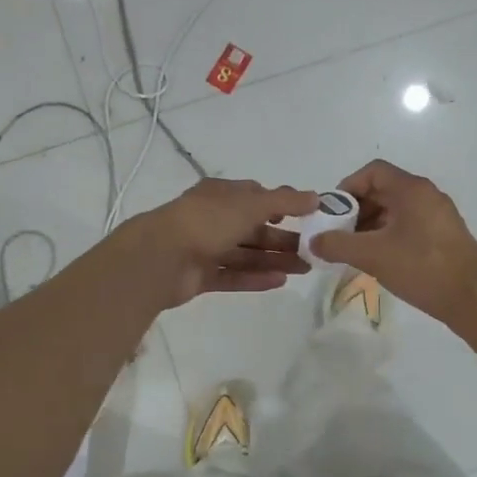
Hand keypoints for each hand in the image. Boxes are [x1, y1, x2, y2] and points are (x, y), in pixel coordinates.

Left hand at [122, 178, 320, 308]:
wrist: (161, 257)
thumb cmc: (208, 221)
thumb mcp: (251, 204)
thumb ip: (285, 201)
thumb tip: (316, 197)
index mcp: (221, 194)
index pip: (255, 196)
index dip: (281, 205)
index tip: (307, 216)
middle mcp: (213, 219)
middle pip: (254, 228)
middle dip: (282, 238)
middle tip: (313, 250)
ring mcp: (205, 248)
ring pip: (246, 254)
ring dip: (274, 260)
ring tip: (305, 268)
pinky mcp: (201, 276)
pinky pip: (233, 276)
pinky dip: (255, 278)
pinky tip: (280, 282)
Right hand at [309, 161, 476, 325]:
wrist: (473, 298)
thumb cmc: (422, 267)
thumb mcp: (373, 255)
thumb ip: (338, 245)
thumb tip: (313, 241)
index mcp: (412, 189)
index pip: (373, 172)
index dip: (347, 187)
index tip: (332, 213)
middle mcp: (426, 195)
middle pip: (383, 190)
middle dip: (356, 210)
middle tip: (338, 234)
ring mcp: (438, 216)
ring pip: (395, 210)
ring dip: (370, 225)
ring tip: (354, 251)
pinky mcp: (443, 236)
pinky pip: (408, 226)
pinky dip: (388, 236)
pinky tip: (377, 260)